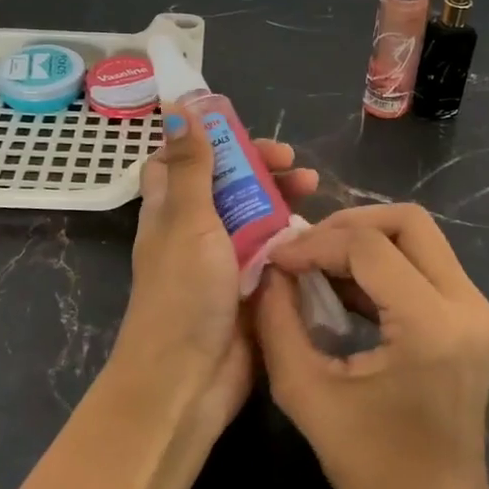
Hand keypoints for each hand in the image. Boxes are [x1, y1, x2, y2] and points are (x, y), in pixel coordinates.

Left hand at [115, 106, 317, 433]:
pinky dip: (293, 237)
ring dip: (281, 197)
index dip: (205, 140)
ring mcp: (224, 261)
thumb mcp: (187, 220)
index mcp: (170, 210)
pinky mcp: (251, 287)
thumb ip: (192, 166)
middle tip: (291, 159)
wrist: (188, 379)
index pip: (180, 161)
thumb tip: (177, 108)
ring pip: (255, 215)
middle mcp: (195, 230)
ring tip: (314, 187)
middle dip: (257, 165)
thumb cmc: (182, 292)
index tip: (238, 128)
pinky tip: (318, 230)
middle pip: (227, 184)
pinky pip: (274, 252)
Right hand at [254, 204, 488, 488]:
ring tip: (319, 263)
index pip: (368, 247)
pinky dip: (384, 263)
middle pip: (408, 222)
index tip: (277, 261)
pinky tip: (346, 286)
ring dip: (366, 241)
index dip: (315, 243)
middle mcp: (466, 305)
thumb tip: (268, 271)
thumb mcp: (304, 392)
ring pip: (420, 237)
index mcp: (431, 326)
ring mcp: (478, 310)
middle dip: (349, 225)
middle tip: (306, 249)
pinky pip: (427, 264)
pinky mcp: (474, 319)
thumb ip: (278, 321)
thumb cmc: (370, 465)